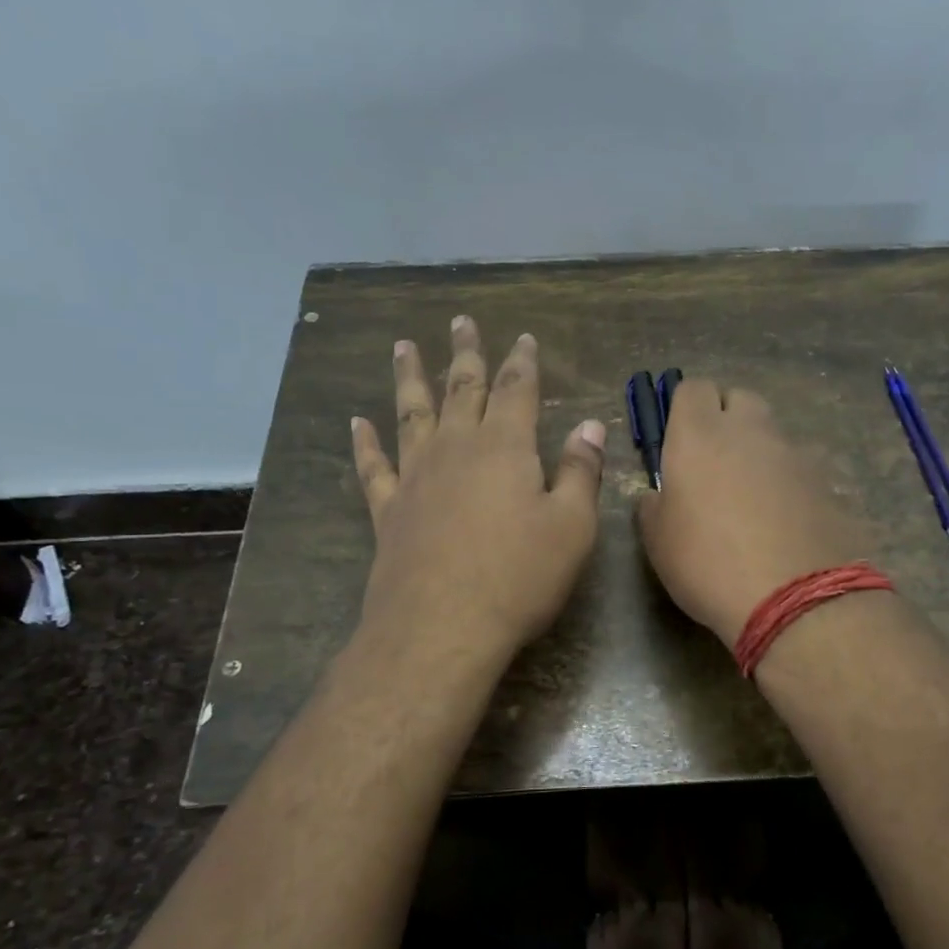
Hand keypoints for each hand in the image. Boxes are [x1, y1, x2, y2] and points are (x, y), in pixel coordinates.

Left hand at [350, 316, 605, 668]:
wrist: (441, 627)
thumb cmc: (518, 577)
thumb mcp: (571, 526)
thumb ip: (581, 472)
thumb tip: (591, 425)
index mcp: (505, 448)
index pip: (516, 390)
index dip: (522, 362)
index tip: (523, 338)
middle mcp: (456, 449)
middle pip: (461, 388)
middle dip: (465, 354)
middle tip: (461, 322)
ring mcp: (415, 477)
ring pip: (412, 414)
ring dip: (410, 378)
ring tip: (403, 347)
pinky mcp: (388, 510)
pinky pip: (374, 466)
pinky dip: (365, 442)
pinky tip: (357, 423)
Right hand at [637, 379, 869, 644]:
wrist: (795, 599)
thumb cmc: (707, 563)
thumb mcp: (657, 540)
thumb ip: (652, 504)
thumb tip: (658, 494)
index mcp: (699, 434)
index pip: (692, 388)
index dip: (683, 409)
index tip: (678, 441)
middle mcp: (750, 431)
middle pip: (739, 399)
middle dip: (725, 419)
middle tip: (713, 464)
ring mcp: (794, 453)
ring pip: (771, 433)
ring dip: (757, 451)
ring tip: (749, 498)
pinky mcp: (826, 481)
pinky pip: (798, 467)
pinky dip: (786, 481)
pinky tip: (781, 521)